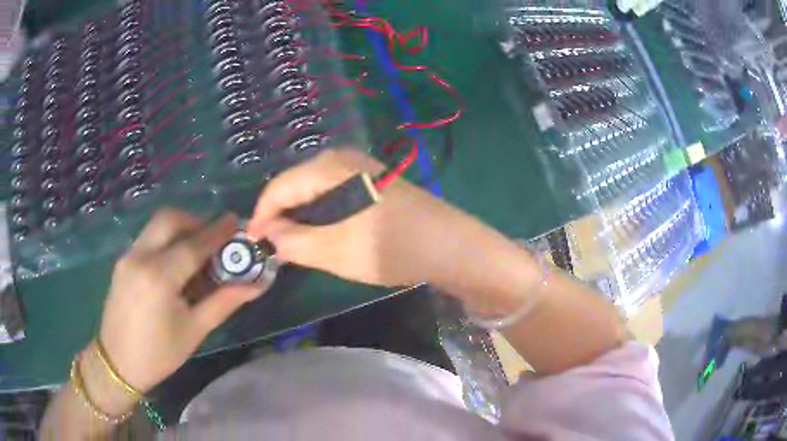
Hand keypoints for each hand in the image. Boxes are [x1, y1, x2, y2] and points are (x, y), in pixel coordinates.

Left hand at [97, 209, 261, 395]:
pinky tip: (174, 266)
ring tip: (196, 252)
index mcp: (160, 277)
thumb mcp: (195, 330)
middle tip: (213, 238)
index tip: (236, 221)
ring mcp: (128, 256)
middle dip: (195, 221)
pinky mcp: (122, 261)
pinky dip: (166, 240)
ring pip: (157, 225)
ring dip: (180, 228)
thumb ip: (225, 302)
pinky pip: (148, 238)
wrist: (118, 362)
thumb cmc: (160, 354)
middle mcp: (140, 257)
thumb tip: (255, 285)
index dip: (218, 231)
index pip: (194, 244)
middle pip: (170, 219)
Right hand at [247, 149, 485, 287]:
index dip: (261, 216)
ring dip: (300, 218)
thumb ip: (294, 242)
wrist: (452, 246)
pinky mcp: (371, 181)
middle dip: (280, 217)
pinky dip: (320, 216)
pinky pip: (331, 195)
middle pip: (295, 186)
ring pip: (313, 192)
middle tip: (273, 250)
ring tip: (293, 247)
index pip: (279, 187)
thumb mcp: (336, 251)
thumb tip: (268, 236)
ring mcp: (359, 168)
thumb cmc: (393, 247)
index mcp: (329, 167)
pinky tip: (321, 236)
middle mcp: (341, 159)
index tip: (252, 244)